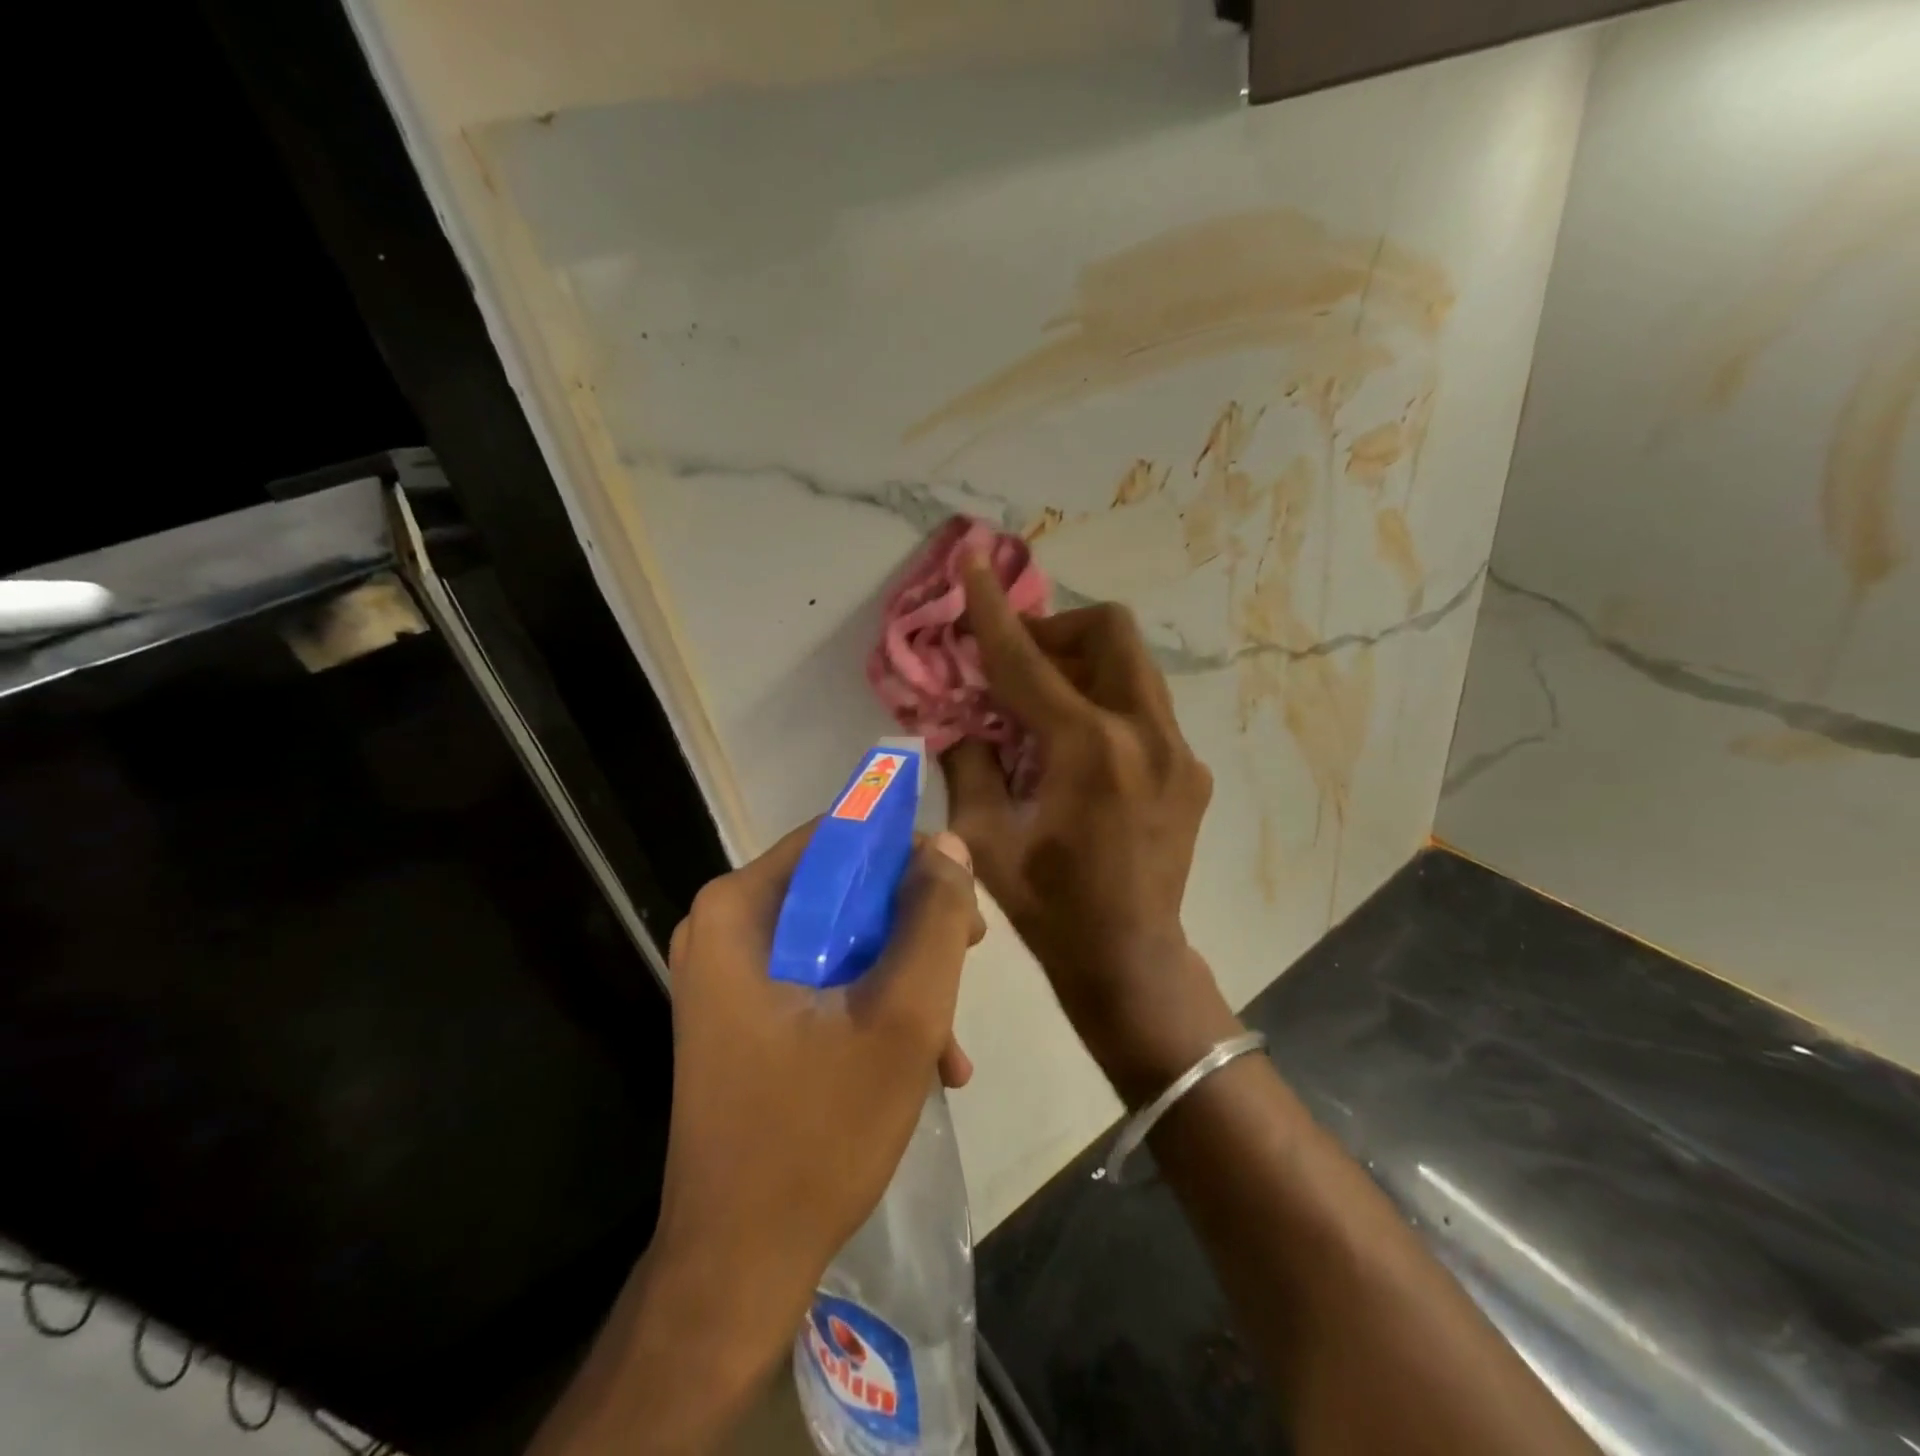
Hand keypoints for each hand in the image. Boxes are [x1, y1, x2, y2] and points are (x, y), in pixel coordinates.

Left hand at [654, 823, 984, 1326]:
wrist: (738, 1266)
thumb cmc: (817, 1133)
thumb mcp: (902, 1016)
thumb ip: (933, 919)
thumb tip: (950, 846)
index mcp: (739, 909)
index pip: (839, 836)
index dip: (908, 855)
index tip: (960, 896)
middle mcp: (724, 929)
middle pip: (841, 889)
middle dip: (912, 925)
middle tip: (969, 958)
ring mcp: (730, 976)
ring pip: (839, 938)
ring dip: (902, 975)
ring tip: (950, 1038)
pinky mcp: (743, 1016)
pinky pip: (821, 981)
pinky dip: (873, 1007)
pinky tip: (926, 1062)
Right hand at [944, 557, 1238, 1105]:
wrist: (1129, 958)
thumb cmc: (1048, 906)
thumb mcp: (985, 836)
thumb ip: (968, 762)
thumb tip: (962, 719)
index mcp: (1087, 750)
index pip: (1028, 660)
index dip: (993, 608)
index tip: (975, 560)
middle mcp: (1144, 734)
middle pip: (1110, 632)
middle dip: (1058, 631)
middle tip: (1020, 666)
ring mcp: (1177, 751)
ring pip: (1134, 666)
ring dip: (1084, 666)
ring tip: (1047, 708)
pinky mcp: (1190, 770)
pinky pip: (1145, 709)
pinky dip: (1106, 705)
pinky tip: (1083, 753)